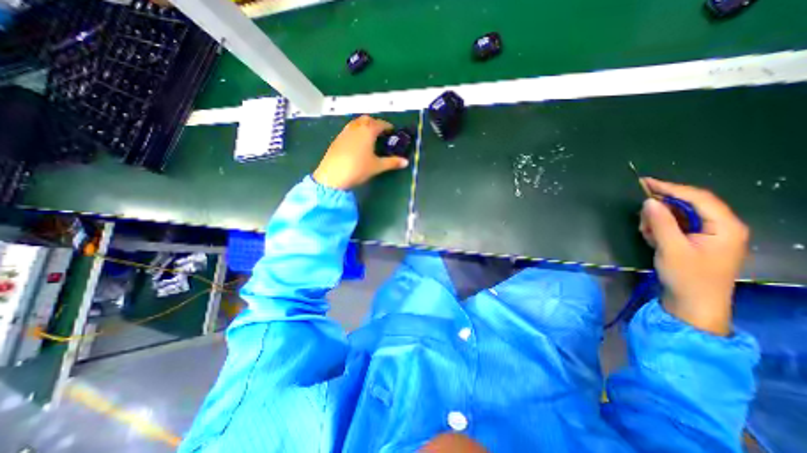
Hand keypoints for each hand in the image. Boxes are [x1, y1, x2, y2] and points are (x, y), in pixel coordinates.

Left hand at [310, 114, 410, 190]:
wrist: (332, 175)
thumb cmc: (358, 169)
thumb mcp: (377, 166)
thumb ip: (392, 162)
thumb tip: (406, 162)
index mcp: (367, 131)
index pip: (380, 124)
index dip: (387, 126)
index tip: (392, 131)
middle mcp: (356, 128)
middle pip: (366, 119)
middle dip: (375, 123)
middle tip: (380, 133)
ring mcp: (344, 132)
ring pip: (356, 123)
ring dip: (363, 126)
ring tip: (369, 137)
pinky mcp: (337, 139)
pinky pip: (348, 130)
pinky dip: (355, 132)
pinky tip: (356, 143)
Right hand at [640, 178, 745, 334]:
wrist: (693, 303)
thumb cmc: (687, 276)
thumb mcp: (671, 248)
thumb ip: (660, 223)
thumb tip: (648, 200)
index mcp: (724, 226)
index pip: (697, 197)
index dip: (671, 188)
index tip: (645, 182)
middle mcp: (720, 226)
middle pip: (687, 205)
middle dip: (661, 209)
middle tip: (642, 219)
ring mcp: (708, 234)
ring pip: (678, 215)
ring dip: (658, 220)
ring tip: (646, 232)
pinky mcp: (695, 241)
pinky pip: (675, 226)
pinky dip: (660, 228)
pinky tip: (651, 237)